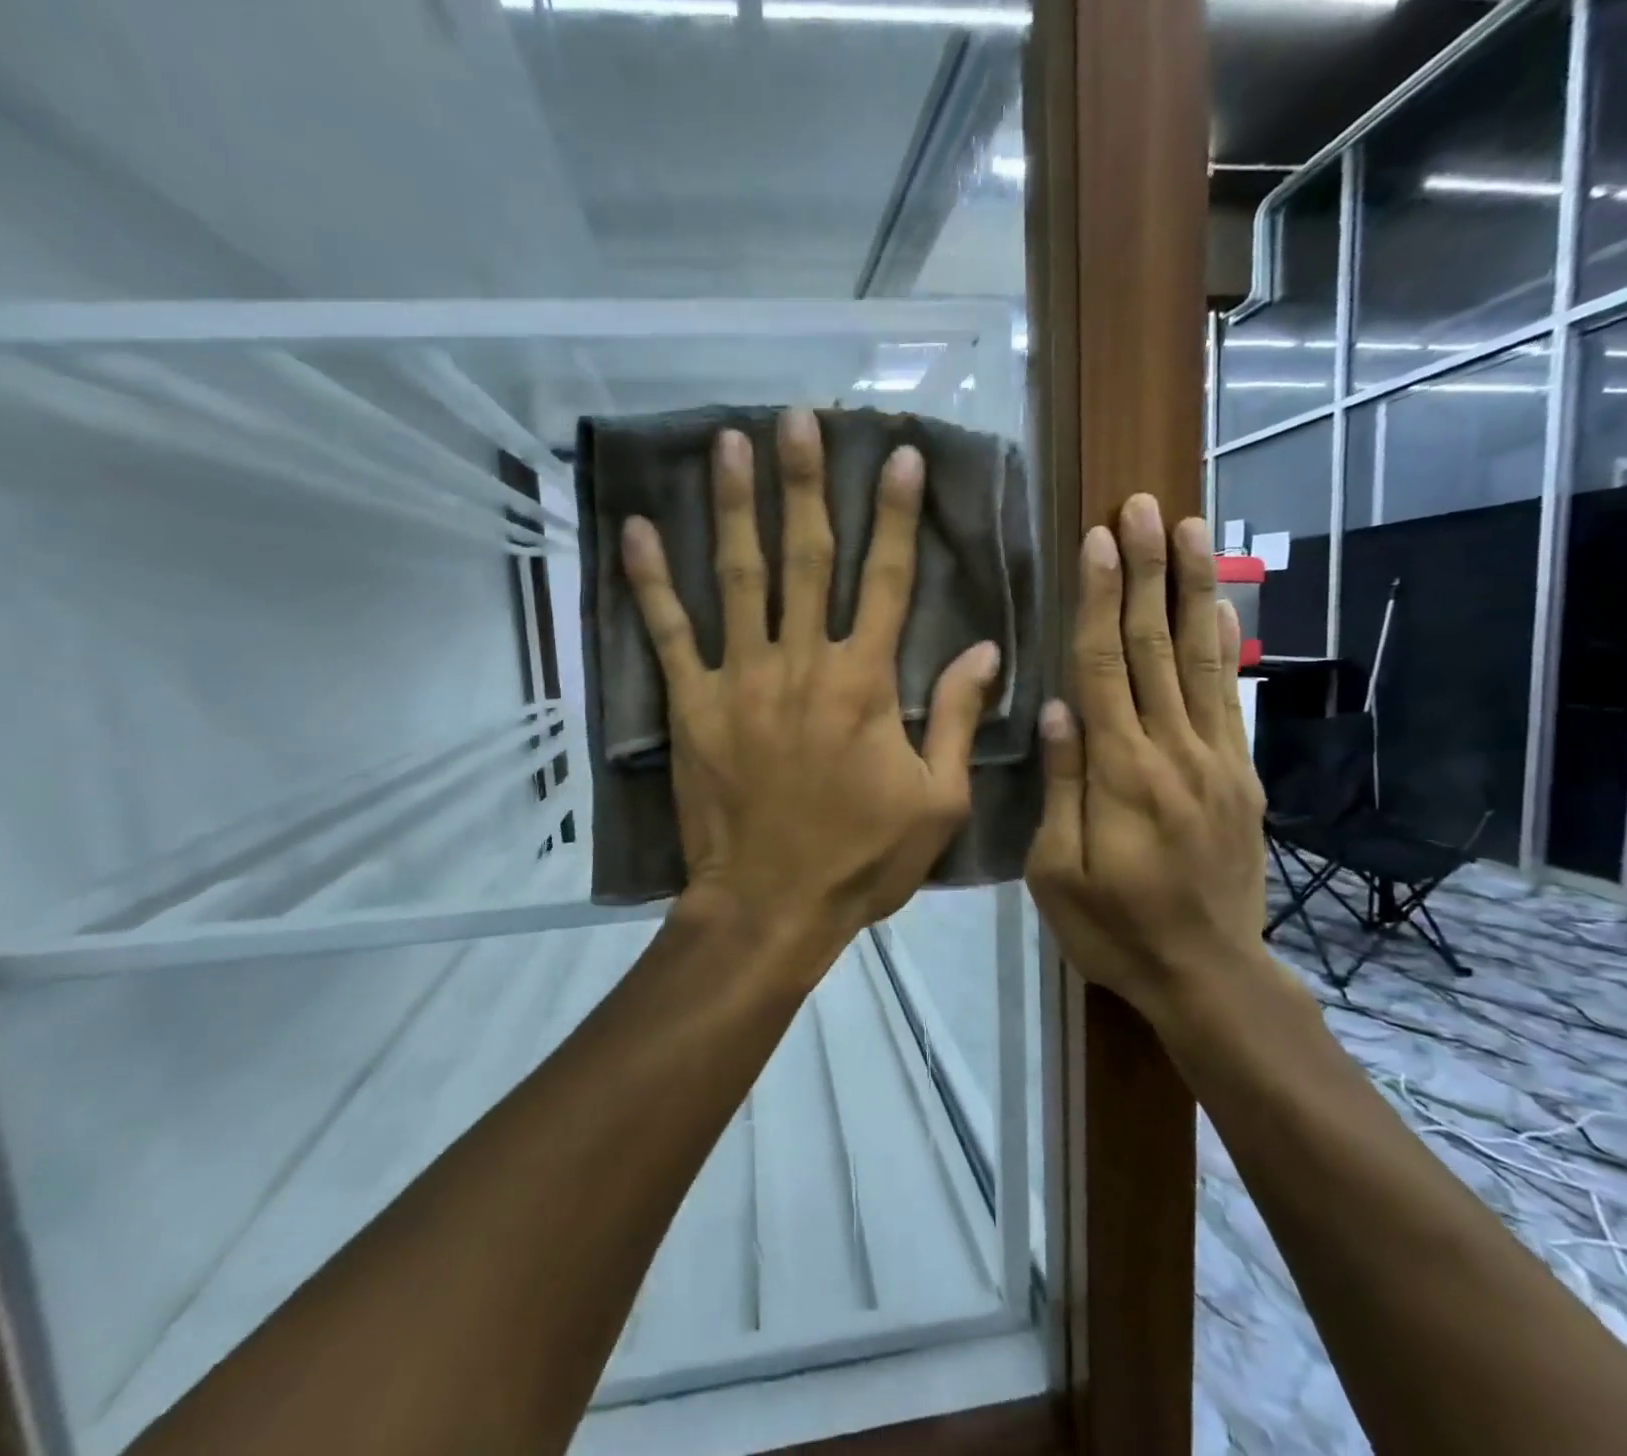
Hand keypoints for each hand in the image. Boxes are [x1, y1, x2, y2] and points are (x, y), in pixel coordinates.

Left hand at [622, 408, 999, 957]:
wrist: (771, 905)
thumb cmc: (861, 859)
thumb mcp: (937, 800)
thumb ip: (960, 720)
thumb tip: (985, 650)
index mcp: (866, 682)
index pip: (887, 579)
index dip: (896, 515)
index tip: (899, 455)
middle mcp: (803, 662)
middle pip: (807, 558)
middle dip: (808, 483)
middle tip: (802, 417)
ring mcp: (740, 679)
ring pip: (738, 577)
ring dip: (737, 506)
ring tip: (731, 442)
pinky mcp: (693, 705)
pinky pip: (669, 633)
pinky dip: (652, 581)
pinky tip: (640, 530)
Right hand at [1026, 499, 1271, 1024]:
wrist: (1209, 974)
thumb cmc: (1114, 928)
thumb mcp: (1057, 871)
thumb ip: (1062, 785)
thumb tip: (1057, 708)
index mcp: (1121, 773)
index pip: (1104, 667)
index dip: (1099, 600)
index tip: (1098, 540)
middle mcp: (1173, 751)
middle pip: (1154, 647)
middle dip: (1146, 572)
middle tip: (1143, 507)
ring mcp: (1216, 760)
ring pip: (1200, 659)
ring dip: (1192, 589)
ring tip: (1189, 529)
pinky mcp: (1240, 776)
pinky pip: (1231, 698)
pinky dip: (1226, 645)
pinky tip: (1221, 606)